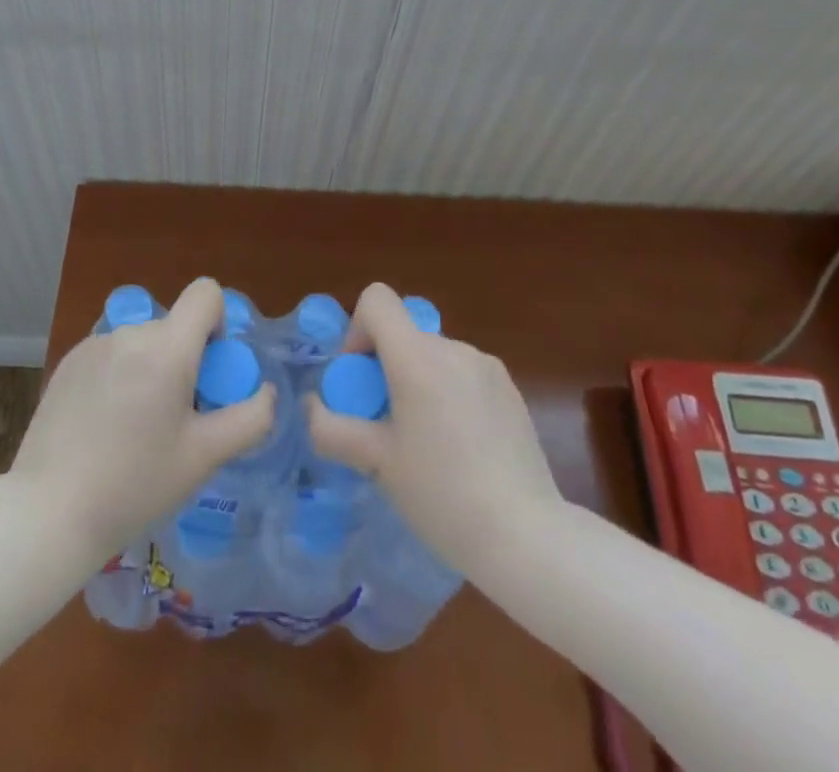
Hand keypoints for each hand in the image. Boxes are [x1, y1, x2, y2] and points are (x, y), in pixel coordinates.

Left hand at [7, 277, 276, 561]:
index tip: (210, 372)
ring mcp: (94, 344)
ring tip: (137, 428)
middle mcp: (130, 332)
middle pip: (174, 325)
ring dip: (152, 369)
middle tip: (177, 419)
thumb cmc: (134, 486)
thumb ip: (250, 419)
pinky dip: (121, 375)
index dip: (219, 323)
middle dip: (186, 360)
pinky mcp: (69, 361)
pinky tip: (105, 425)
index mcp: (166, 348)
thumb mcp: (204, 458)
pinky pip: (113, 353)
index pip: (205, 293)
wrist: (48, 511)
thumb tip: (267, 393)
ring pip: (143, 342)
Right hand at [307, 282, 562, 575]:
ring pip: (432, 356)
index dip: (357, 331)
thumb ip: (330, 427)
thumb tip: (312, 405)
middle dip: (384, 369)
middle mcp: (453, 348)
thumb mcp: (375, 464)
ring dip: (417, 383)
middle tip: (385, 427)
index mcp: (418, 358)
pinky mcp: (510, 389)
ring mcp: (487, 366)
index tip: (361, 381)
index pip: (376, 300)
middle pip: (403, 334)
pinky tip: (460, 448)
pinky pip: (462, 373)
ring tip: (425, 444)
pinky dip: (448, 394)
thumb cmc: (442, 496)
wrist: (527, 538)